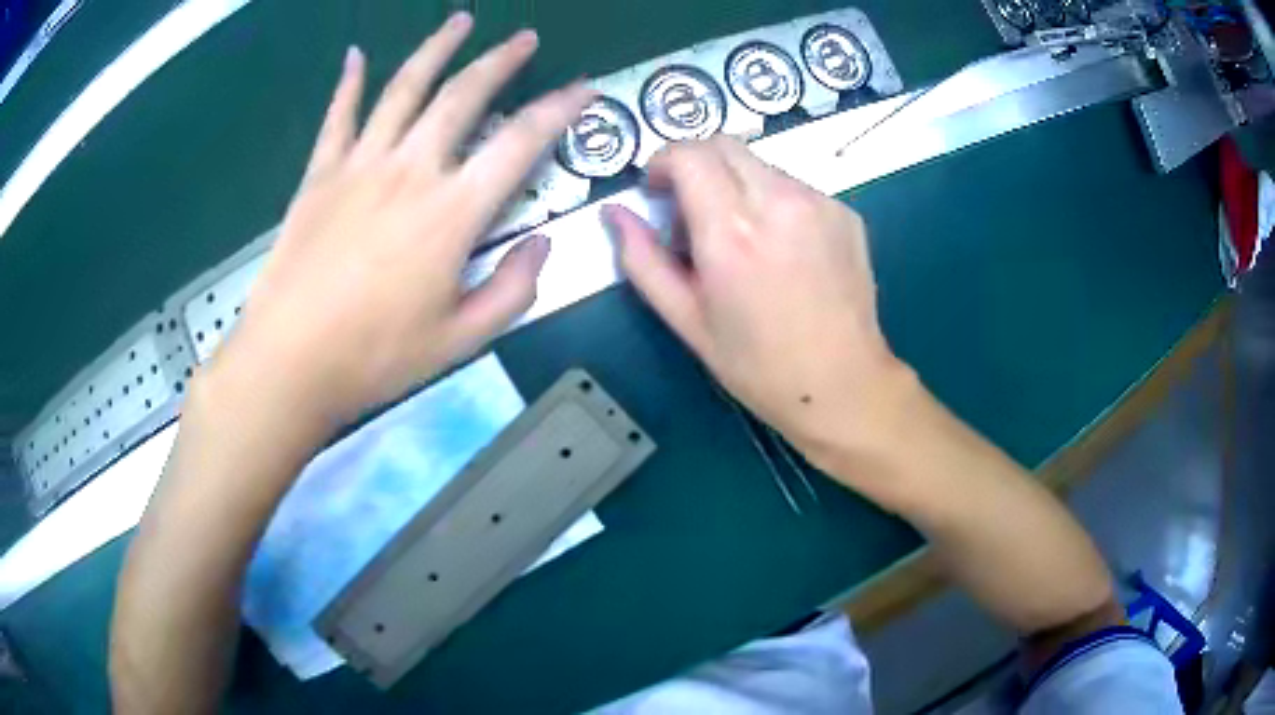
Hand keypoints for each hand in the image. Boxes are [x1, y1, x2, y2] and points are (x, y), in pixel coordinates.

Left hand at [205, 14, 594, 430]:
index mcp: (452, 212)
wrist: (288, 362)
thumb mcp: (461, 340)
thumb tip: (541, 246)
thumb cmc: (375, 357)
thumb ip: (512, 290)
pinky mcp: (319, 175)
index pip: (521, 142)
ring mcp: (359, 165)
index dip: (559, 109)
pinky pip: (337, 116)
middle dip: (500, 60)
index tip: (584, 87)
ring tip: (459, 21)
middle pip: (463, 95)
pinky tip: (356, 55)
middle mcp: (410, 170)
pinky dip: (348, 82)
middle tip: (524, 37)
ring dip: (436, 49)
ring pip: (404, 88)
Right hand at [605, 136, 911, 470]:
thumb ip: (643, 260)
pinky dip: (773, 201)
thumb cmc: (757, 365)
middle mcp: (779, 202)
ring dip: (736, 184)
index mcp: (732, 232)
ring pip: (760, 164)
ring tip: (742, 238)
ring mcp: (819, 203)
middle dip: (696, 163)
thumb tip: (615, 213)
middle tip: (692, 211)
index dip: (663, 161)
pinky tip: (781, 249)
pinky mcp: (846, 212)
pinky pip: (794, 186)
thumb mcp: (686, 319)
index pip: (689, 154)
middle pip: (724, 144)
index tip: (657, 189)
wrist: (843, 384)